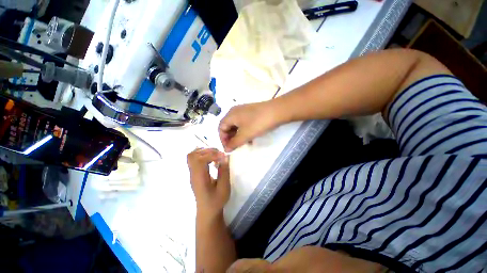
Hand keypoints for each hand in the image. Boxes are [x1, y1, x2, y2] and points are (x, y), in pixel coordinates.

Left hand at [187, 148, 229, 216]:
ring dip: (204, 151)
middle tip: (220, 155)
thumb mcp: (224, 188)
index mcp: (199, 179)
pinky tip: (211, 159)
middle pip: (194, 155)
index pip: (200, 160)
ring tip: (215, 155)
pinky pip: (194, 158)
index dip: (212, 155)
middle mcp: (193, 174)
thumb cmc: (216, 201)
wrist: (207, 210)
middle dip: (208, 151)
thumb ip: (224, 171)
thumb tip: (225, 157)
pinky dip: (202, 154)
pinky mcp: (194, 173)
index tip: (223, 157)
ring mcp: (192, 173)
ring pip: (192, 155)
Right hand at [219, 101, 278, 151]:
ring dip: (238, 135)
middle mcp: (235, 111)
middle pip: (228, 126)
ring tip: (243, 143)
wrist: (277, 111)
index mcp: (230, 115)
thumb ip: (234, 143)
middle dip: (230, 138)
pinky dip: (244, 131)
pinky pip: (244, 123)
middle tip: (235, 146)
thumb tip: (226, 150)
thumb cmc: (258, 123)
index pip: (220, 128)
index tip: (228, 148)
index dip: (222, 139)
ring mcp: (244, 111)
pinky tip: (250, 138)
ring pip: (236, 125)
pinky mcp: (251, 113)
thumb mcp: (244, 135)